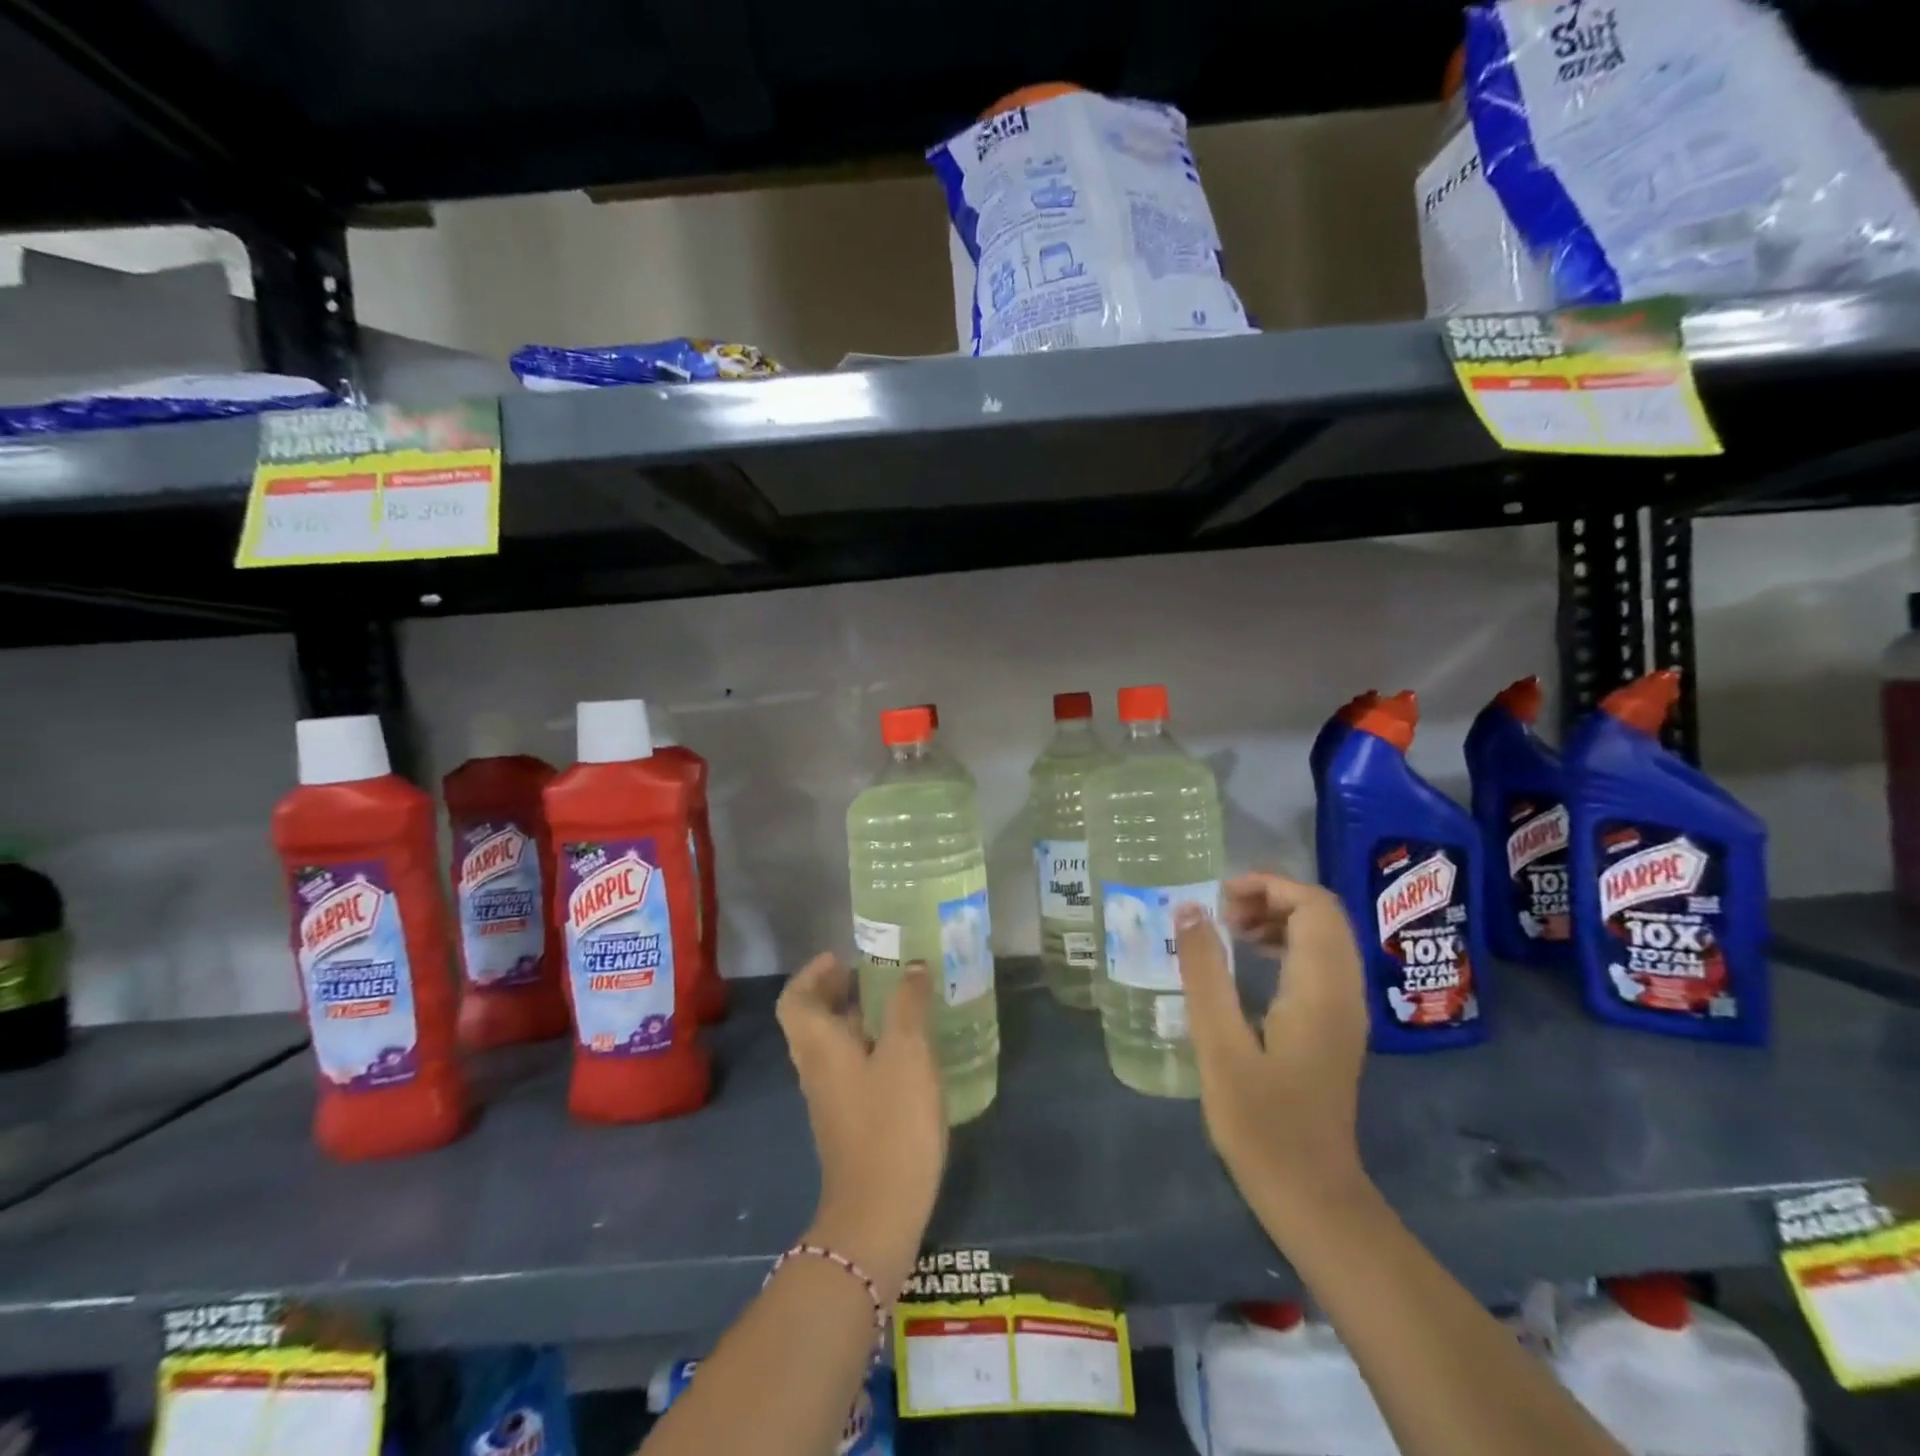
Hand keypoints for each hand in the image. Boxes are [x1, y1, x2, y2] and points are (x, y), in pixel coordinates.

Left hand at [776, 955, 947, 1299]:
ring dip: (855, 1017)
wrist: (878, 1212)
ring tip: (897, 1003)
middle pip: (812, 1019)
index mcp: (819, 1045)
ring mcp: (831, 1097)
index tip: (842, 957)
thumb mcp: (908, 1053)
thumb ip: (908, 1004)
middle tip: (874, 973)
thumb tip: (911, 965)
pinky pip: (850, 1067)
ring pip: (832, 1044)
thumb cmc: (891, 1122)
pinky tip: (906, 1050)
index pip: (794, 999)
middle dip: (837, 990)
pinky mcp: (849, 1120)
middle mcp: (816, 1068)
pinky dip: (869, 1046)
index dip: (812, 973)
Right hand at [1175, 873, 1371, 1236]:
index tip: (1220, 897)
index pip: (1314, 906)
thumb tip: (1191, 908)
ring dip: (1279, 919)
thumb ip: (1205, 972)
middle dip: (1272, 897)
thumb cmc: (1260, 1123)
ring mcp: (1345, 1010)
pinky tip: (1249, 962)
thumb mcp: (1219, 1044)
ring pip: (1324, 936)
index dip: (1270, 885)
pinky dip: (1286, 945)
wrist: (1312, 1194)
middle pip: (1323, 914)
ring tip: (1229, 931)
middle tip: (1220, 913)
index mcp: (1320, 989)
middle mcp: (1344, 991)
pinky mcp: (1336, 1026)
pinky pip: (1320, 962)